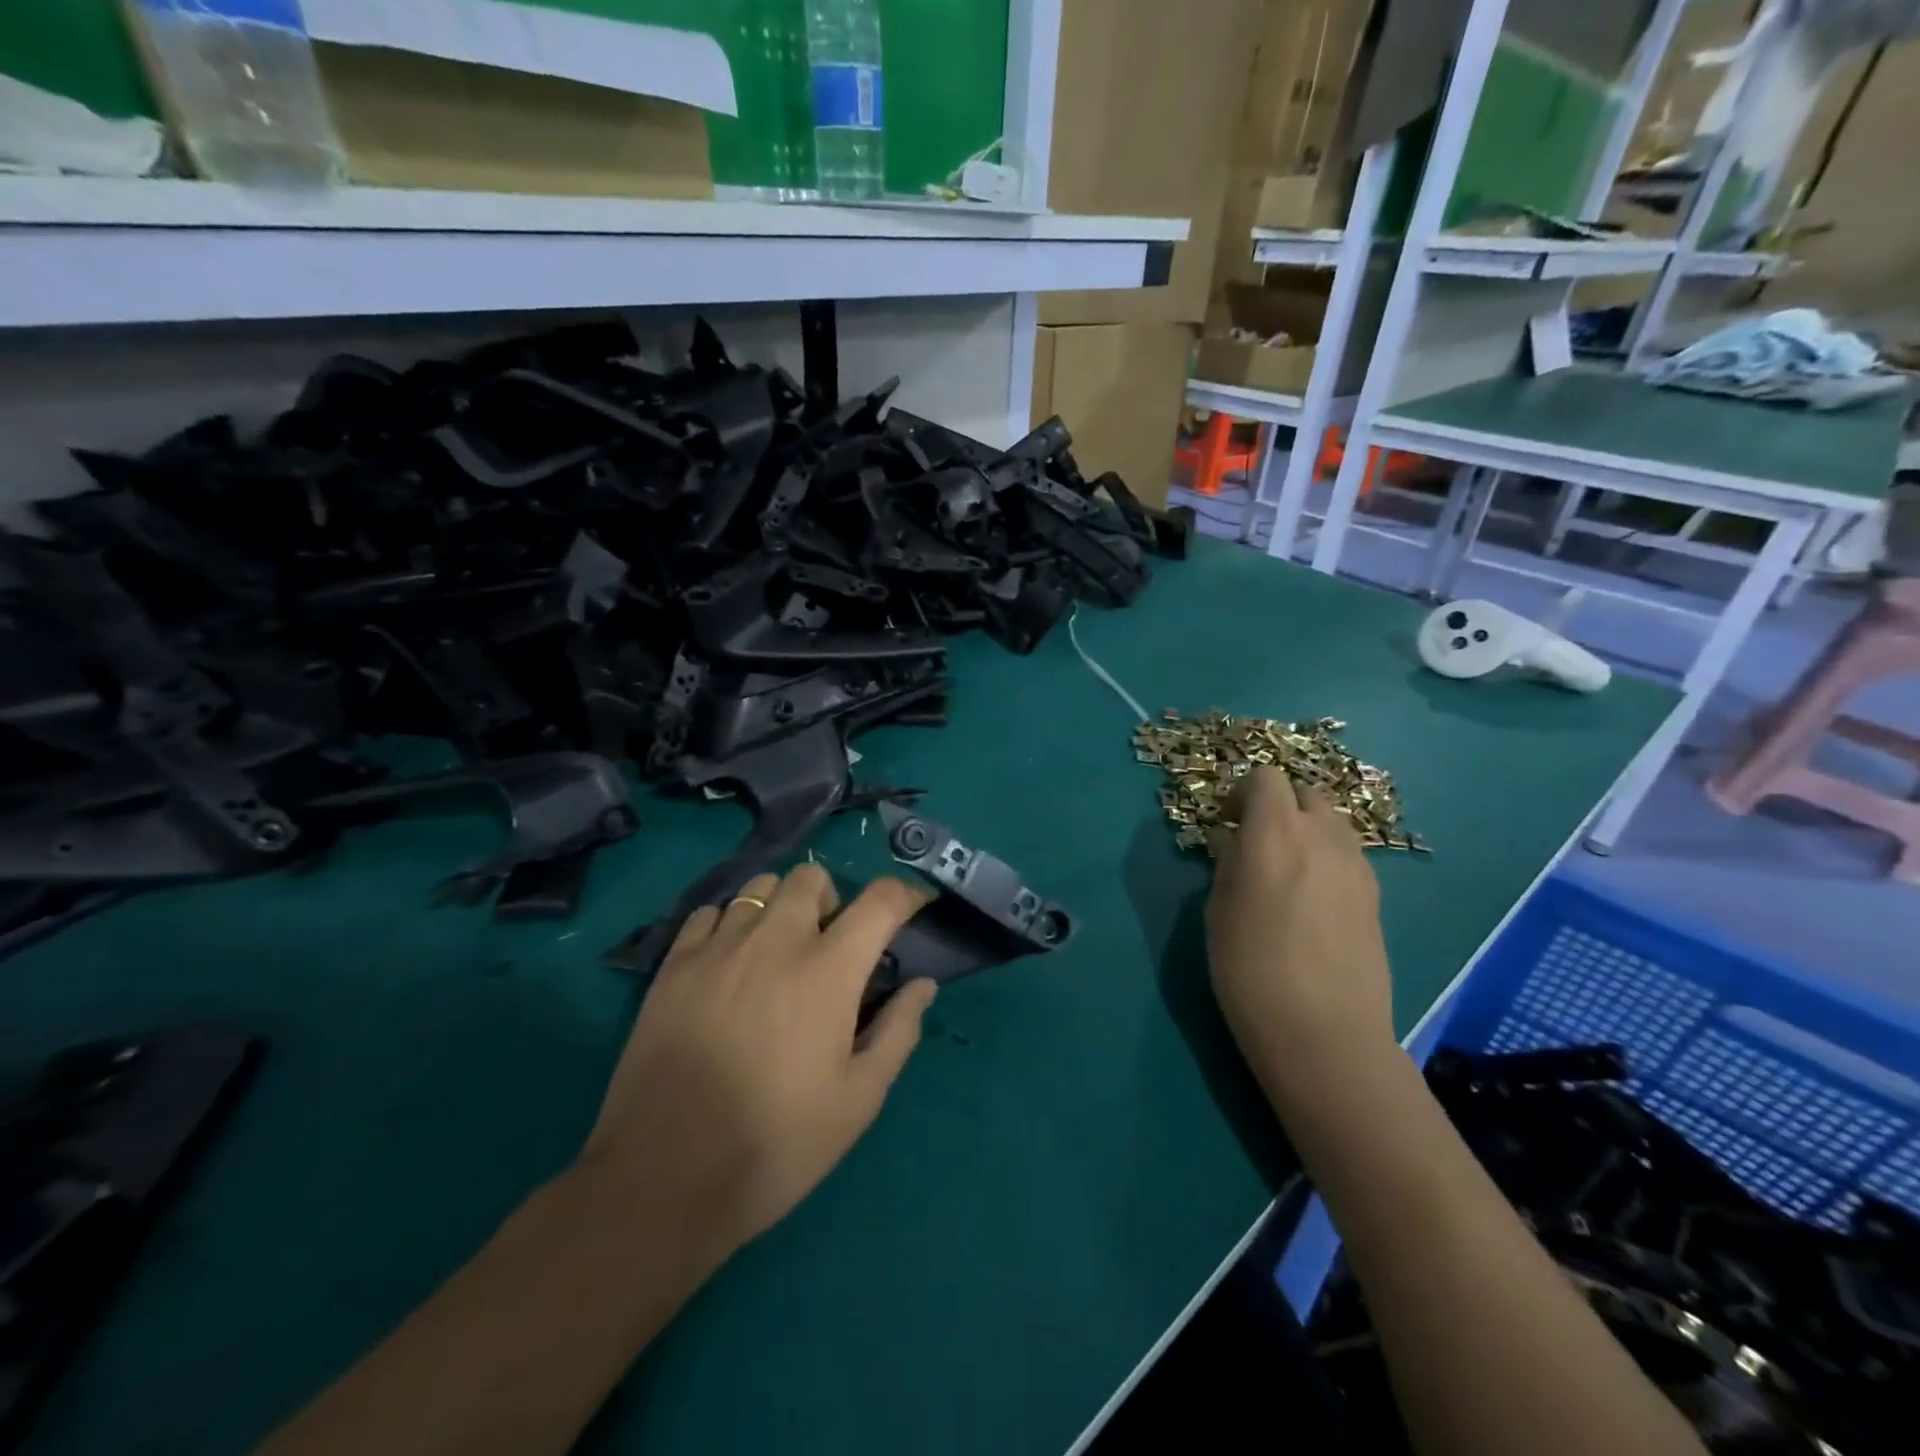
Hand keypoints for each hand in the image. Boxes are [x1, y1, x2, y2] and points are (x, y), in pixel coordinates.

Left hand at [579, 864, 936, 1256]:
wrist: (663, 1177)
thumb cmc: (777, 1142)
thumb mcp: (859, 1099)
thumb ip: (898, 1031)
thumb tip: (922, 985)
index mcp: (828, 969)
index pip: (880, 900)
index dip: (906, 894)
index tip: (914, 906)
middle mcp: (775, 940)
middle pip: (811, 877)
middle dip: (833, 898)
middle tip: (832, 942)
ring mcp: (719, 947)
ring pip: (759, 888)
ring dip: (781, 905)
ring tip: (779, 949)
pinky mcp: (673, 965)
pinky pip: (709, 913)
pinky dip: (730, 923)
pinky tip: (729, 962)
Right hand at [1206, 767, 1394, 1103]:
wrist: (1324, 1032)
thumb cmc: (1250, 969)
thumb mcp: (1217, 912)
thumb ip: (1226, 864)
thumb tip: (1231, 842)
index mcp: (1274, 833)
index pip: (1265, 778)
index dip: (1242, 792)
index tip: (1226, 822)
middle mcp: (1321, 835)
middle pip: (1304, 792)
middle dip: (1277, 805)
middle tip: (1255, 841)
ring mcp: (1356, 864)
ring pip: (1331, 821)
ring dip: (1305, 828)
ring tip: (1285, 869)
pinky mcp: (1375, 894)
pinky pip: (1347, 853)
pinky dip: (1326, 856)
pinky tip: (1311, 898)